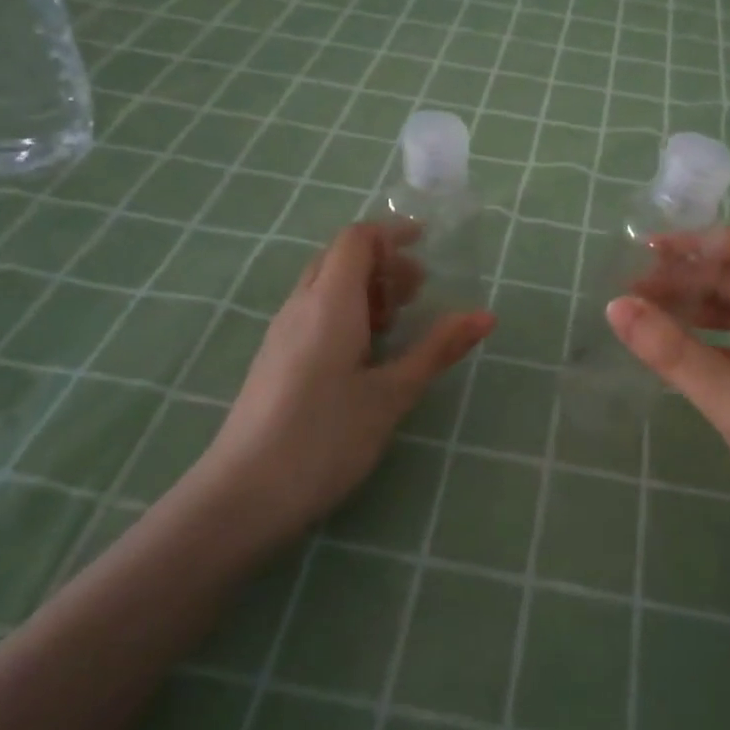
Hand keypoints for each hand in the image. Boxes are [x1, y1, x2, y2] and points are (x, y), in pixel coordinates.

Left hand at [195, 223, 493, 538]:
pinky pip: (312, 312)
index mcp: (330, 302)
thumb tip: (486, 316)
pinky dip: (345, 312)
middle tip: (419, 294)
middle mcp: (300, 306)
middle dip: (382, 264)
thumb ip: (437, 349)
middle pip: (339, 258)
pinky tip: (364, 355)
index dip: (392, 234)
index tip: (427, 246)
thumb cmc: (326, 438)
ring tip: (396, 325)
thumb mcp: (392, 394)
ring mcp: (281, 332)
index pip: (357, 239)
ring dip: (364, 289)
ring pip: (324, 286)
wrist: (243, 495)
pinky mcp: (274, 359)